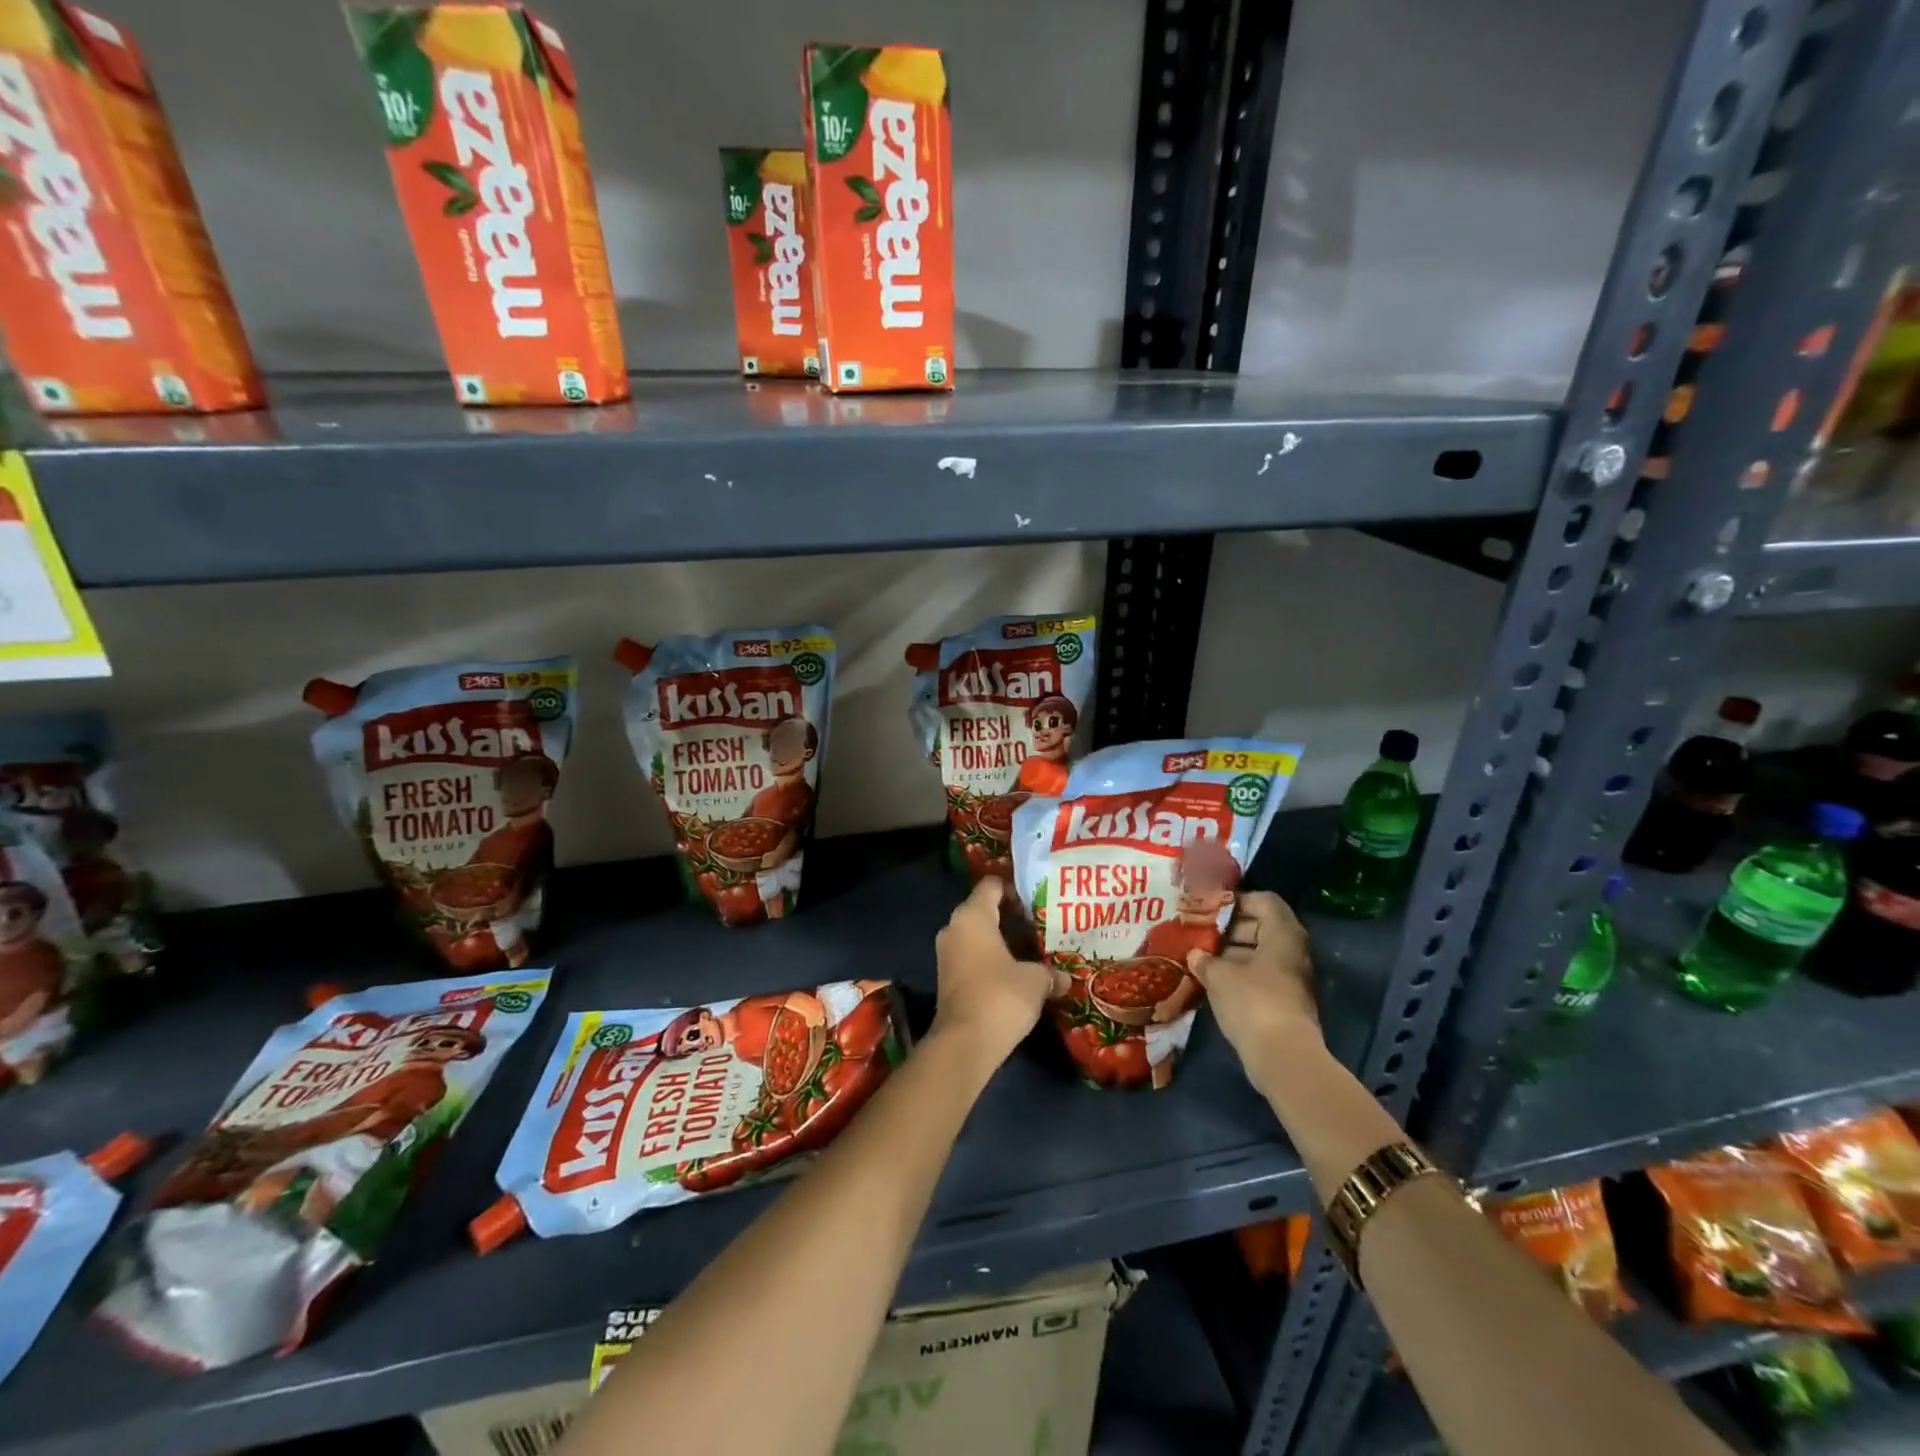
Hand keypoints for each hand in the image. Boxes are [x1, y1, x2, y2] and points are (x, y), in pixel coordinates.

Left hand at [930, 876, 1050, 1071]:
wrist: (965, 1043)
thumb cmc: (1001, 997)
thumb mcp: (1036, 981)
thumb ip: (1050, 972)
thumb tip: (1064, 978)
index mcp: (972, 916)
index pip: (991, 885)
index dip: (1015, 889)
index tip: (1038, 903)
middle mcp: (954, 928)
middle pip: (984, 909)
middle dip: (1011, 916)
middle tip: (1040, 925)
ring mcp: (947, 954)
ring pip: (977, 935)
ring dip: (1001, 941)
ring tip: (1032, 950)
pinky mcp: (947, 978)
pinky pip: (972, 956)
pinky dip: (991, 959)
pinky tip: (1016, 972)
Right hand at [1185, 892, 1320, 1090]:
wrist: (1283, 1057)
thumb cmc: (1252, 1001)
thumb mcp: (1219, 975)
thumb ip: (1204, 959)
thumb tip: (1195, 954)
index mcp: (1283, 934)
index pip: (1263, 901)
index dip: (1235, 900)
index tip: (1208, 909)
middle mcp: (1292, 950)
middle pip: (1260, 925)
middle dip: (1227, 928)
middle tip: (1198, 932)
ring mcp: (1290, 977)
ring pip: (1258, 953)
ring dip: (1229, 953)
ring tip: (1199, 956)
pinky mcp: (1284, 1001)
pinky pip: (1259, 976)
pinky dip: (1237, 974)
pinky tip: (1211, 980)